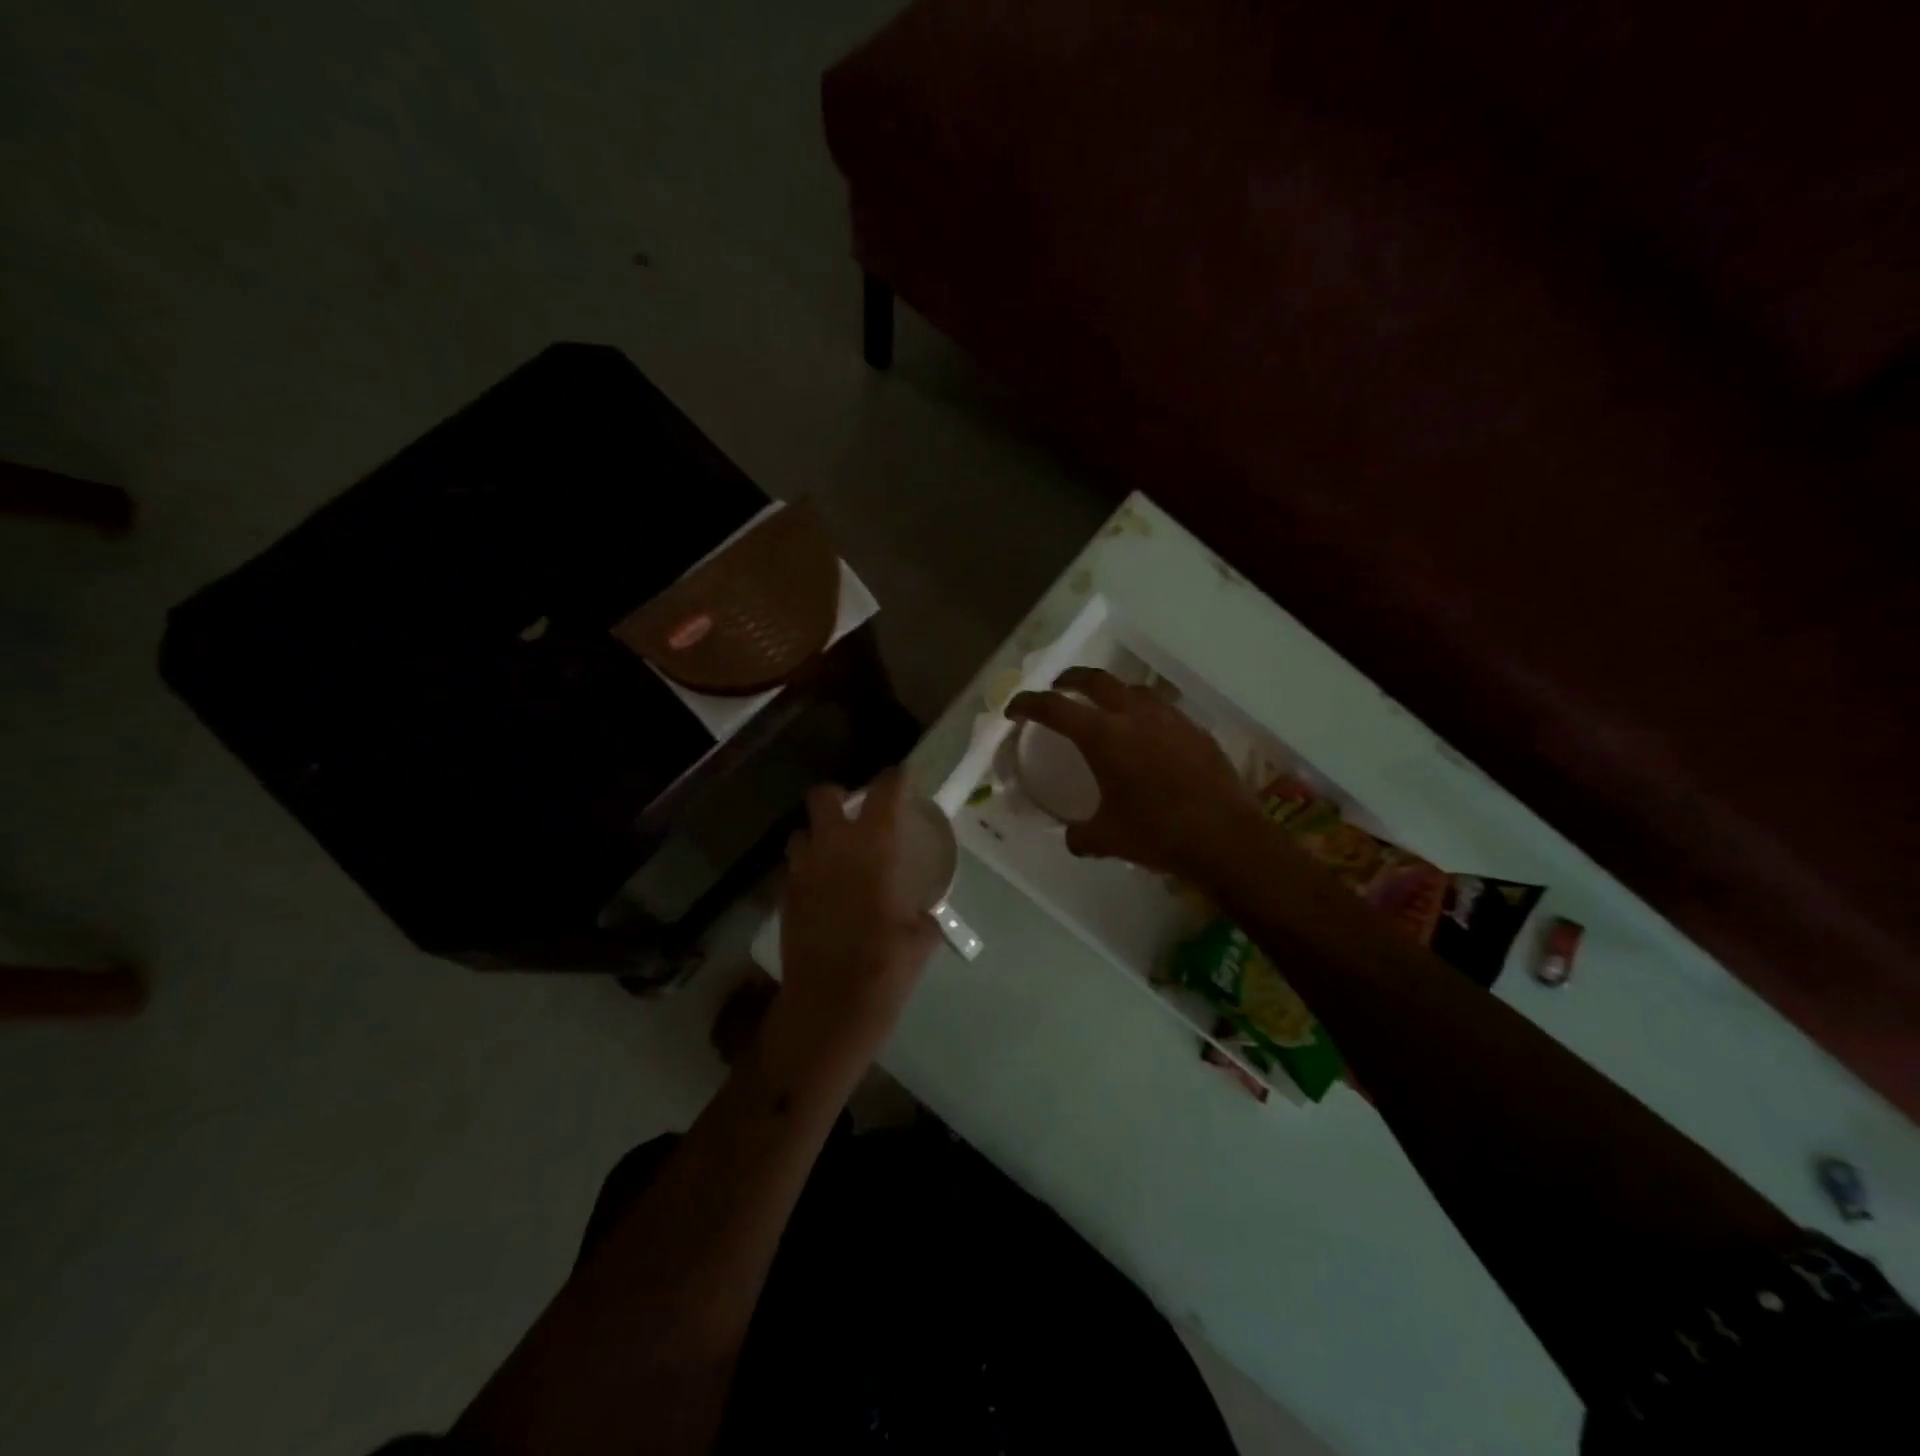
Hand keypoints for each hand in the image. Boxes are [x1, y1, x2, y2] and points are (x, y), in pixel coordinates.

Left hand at [767, 768, 939, 1089]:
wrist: (828, 1009)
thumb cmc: (884, 969)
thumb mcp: (921, 938)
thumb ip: (923, 914)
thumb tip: (924, 912)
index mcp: (872, 849)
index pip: (882, 793)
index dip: (894, 778)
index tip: (902, 777)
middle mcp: (832, 849)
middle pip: (824, 796)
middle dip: (839, 796)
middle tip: (857, 813)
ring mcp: (802, 872)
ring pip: (801, 831)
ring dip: (818, 834)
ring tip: (837, 853)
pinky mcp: (784, 898)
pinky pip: (793, 867)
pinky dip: (807, 868)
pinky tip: (824, 890)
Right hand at [1007, 667, 1260, 878]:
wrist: (1226, 837)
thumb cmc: (1158, 833)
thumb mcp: (1108, 839)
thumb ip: (1081, 835)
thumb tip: (1073, 837)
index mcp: (1103, 737)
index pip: (1054, 708)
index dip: (1028, 704)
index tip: (1015, 709)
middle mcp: (1134, 716)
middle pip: (1095, 680)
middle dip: (1071, 679)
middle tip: (1059, 687)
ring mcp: (1170, 719)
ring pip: (1133, 689)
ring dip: (1112, 692)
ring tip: (1106, 706)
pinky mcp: (1196, 731)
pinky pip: (1163, 711)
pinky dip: (1145, 714)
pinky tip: (1148, 736)